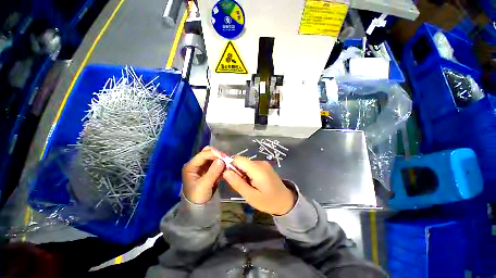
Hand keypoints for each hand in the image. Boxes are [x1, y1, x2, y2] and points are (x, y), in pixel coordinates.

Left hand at [182, 147, 225, 203]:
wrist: (197, 208)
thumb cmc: (197, 197)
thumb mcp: (204, 185)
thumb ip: (213, 172)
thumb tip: (221, 160)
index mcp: (191, 166)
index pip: (203, 154)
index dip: (214, 153)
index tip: (225, 157)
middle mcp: (196, 164)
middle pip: (208, 153)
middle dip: (218, 155)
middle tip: (227, 160)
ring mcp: (202, 167)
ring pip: (213, 158)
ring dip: (221, 160)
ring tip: (228, 165)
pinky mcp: (208, 170)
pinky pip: (216, 164)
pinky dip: (221, 165)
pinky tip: (226, 168)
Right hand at [222, 157, 295, 214]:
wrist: (286, 201)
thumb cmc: (268, 201)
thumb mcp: (251, 196)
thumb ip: (238, 183)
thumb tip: (225, 172)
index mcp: (257, 169)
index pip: (238, 159)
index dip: (231, 166)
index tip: (230, 177)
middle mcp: (260, 162)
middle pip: (242, 161)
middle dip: (237, 171)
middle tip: (241, 185)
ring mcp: (263, 163)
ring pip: (245, 164)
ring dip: (243, 173)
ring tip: (248, 186)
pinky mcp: (264, 166)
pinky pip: (251, 166)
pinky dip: (248, 173)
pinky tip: (253, 183)